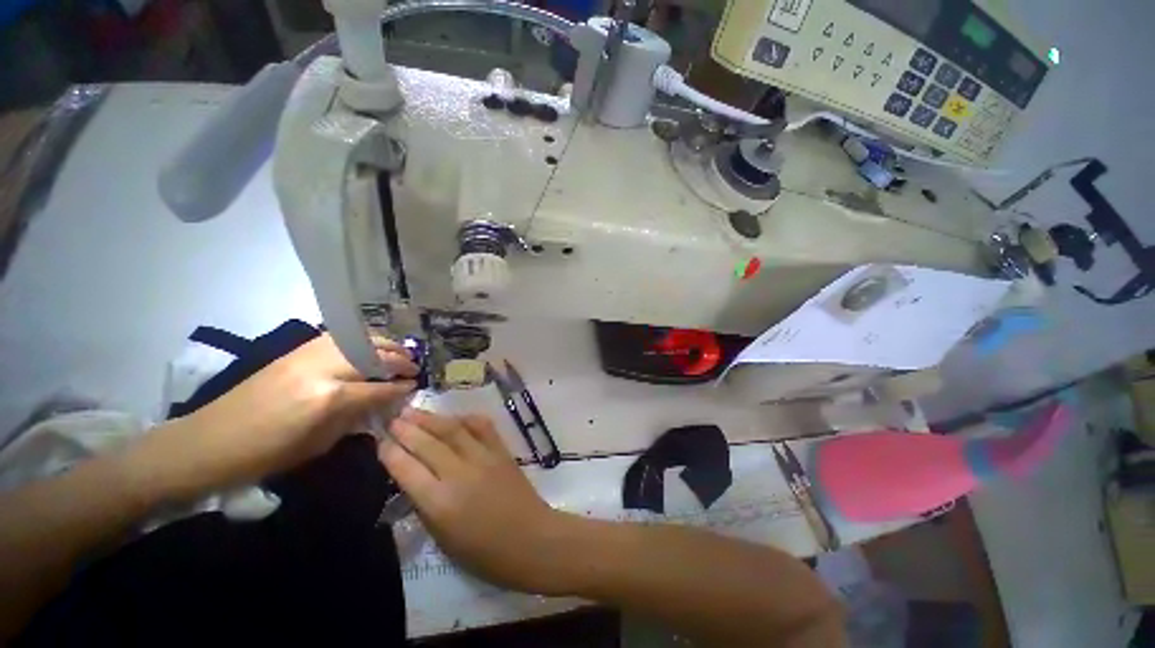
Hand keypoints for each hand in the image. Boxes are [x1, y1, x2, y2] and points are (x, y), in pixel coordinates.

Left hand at [136, 334, 416, 498]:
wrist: (206, 442)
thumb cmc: (264, 456)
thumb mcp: (317, 446)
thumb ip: (355, 419)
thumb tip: (382, 403)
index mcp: (328, 398)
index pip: (378, 387)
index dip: (400, 388)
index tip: (414, 387)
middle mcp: (322, 368)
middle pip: (374, 355)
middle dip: (400, 360)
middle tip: (413, 367)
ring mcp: (306, 354)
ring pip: (359, 339)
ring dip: (385, 344)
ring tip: (398, 352)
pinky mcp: (295, 350)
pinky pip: (339, 337)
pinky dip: (361, 340)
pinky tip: (368, 348)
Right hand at [379, 410, 579, 594]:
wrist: (530, 539)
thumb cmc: (484, 552)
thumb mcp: (443, 538)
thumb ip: (425, 506)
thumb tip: (412, 479)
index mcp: (440, 503)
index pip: (407, 470)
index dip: (391, 454)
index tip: (380, 442)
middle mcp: (459, 474)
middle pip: (428, 444)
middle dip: (407, 430)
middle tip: (393, 419)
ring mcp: (484, 458)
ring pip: (453, 430)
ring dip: (432, 419)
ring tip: (414, 411)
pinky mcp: (502, 451)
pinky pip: (482, 427)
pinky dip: (466, 419)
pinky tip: (455, 417)